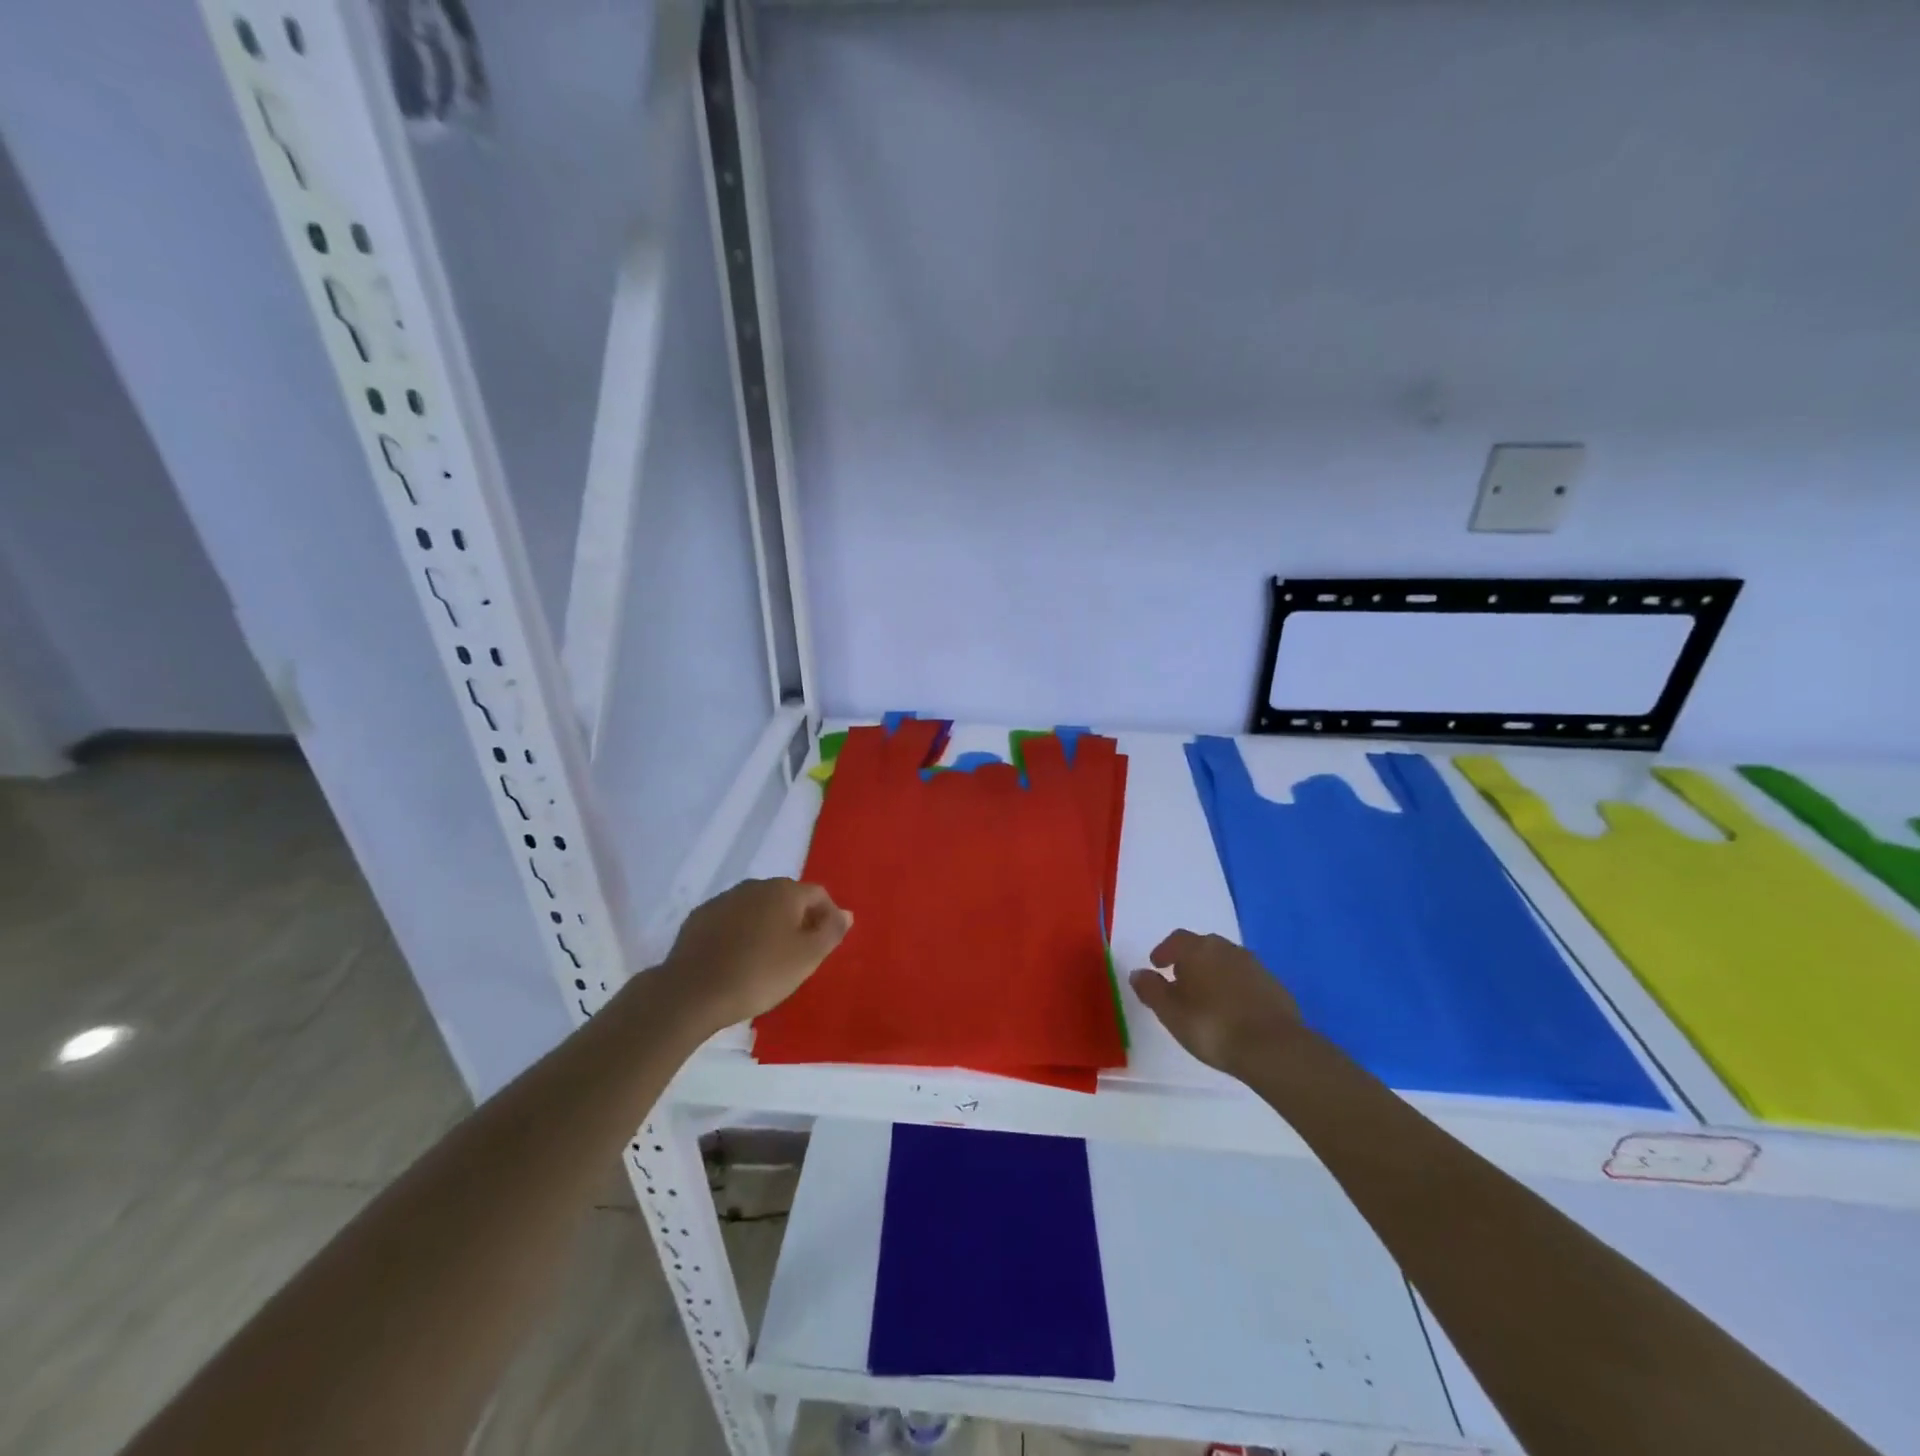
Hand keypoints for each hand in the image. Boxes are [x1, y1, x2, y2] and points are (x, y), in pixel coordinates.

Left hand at [659, 878, 851, 1031]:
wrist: (692, 992)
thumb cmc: (760, 973)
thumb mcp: (807, 957)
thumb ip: (831, 932)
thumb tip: (845, 913)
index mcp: (784, 891)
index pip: (818, 894)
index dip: (828, 916)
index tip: (826, 944)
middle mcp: (754, 886)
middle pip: (787, 898)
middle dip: (798, 920)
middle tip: (799, 954)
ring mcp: (724, 899)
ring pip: (757, 908)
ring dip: (768, 926)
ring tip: (767, 958)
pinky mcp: (699, 917)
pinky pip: (731, 920)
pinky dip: (741, 933)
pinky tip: (736, 959)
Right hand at [1129, 930, 1302, 1076]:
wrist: (1273, 1047)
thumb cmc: (1211, 1026)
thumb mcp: (1170, 1012)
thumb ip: (1150, 989)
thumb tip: (1137, 972)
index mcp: (1198, 949)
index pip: (1176, 939)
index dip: (1164, 951)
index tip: (1157, 965)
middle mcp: (1227, 949)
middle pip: (1203, 947)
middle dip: (1190, 961)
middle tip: (1181, 981)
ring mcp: (1254, 966)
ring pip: (1227, 962)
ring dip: (1214, 974)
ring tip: (1207, 998)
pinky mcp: (1275, 986)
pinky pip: (1247, 980)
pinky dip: (1235, 988)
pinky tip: (1233, 1010)